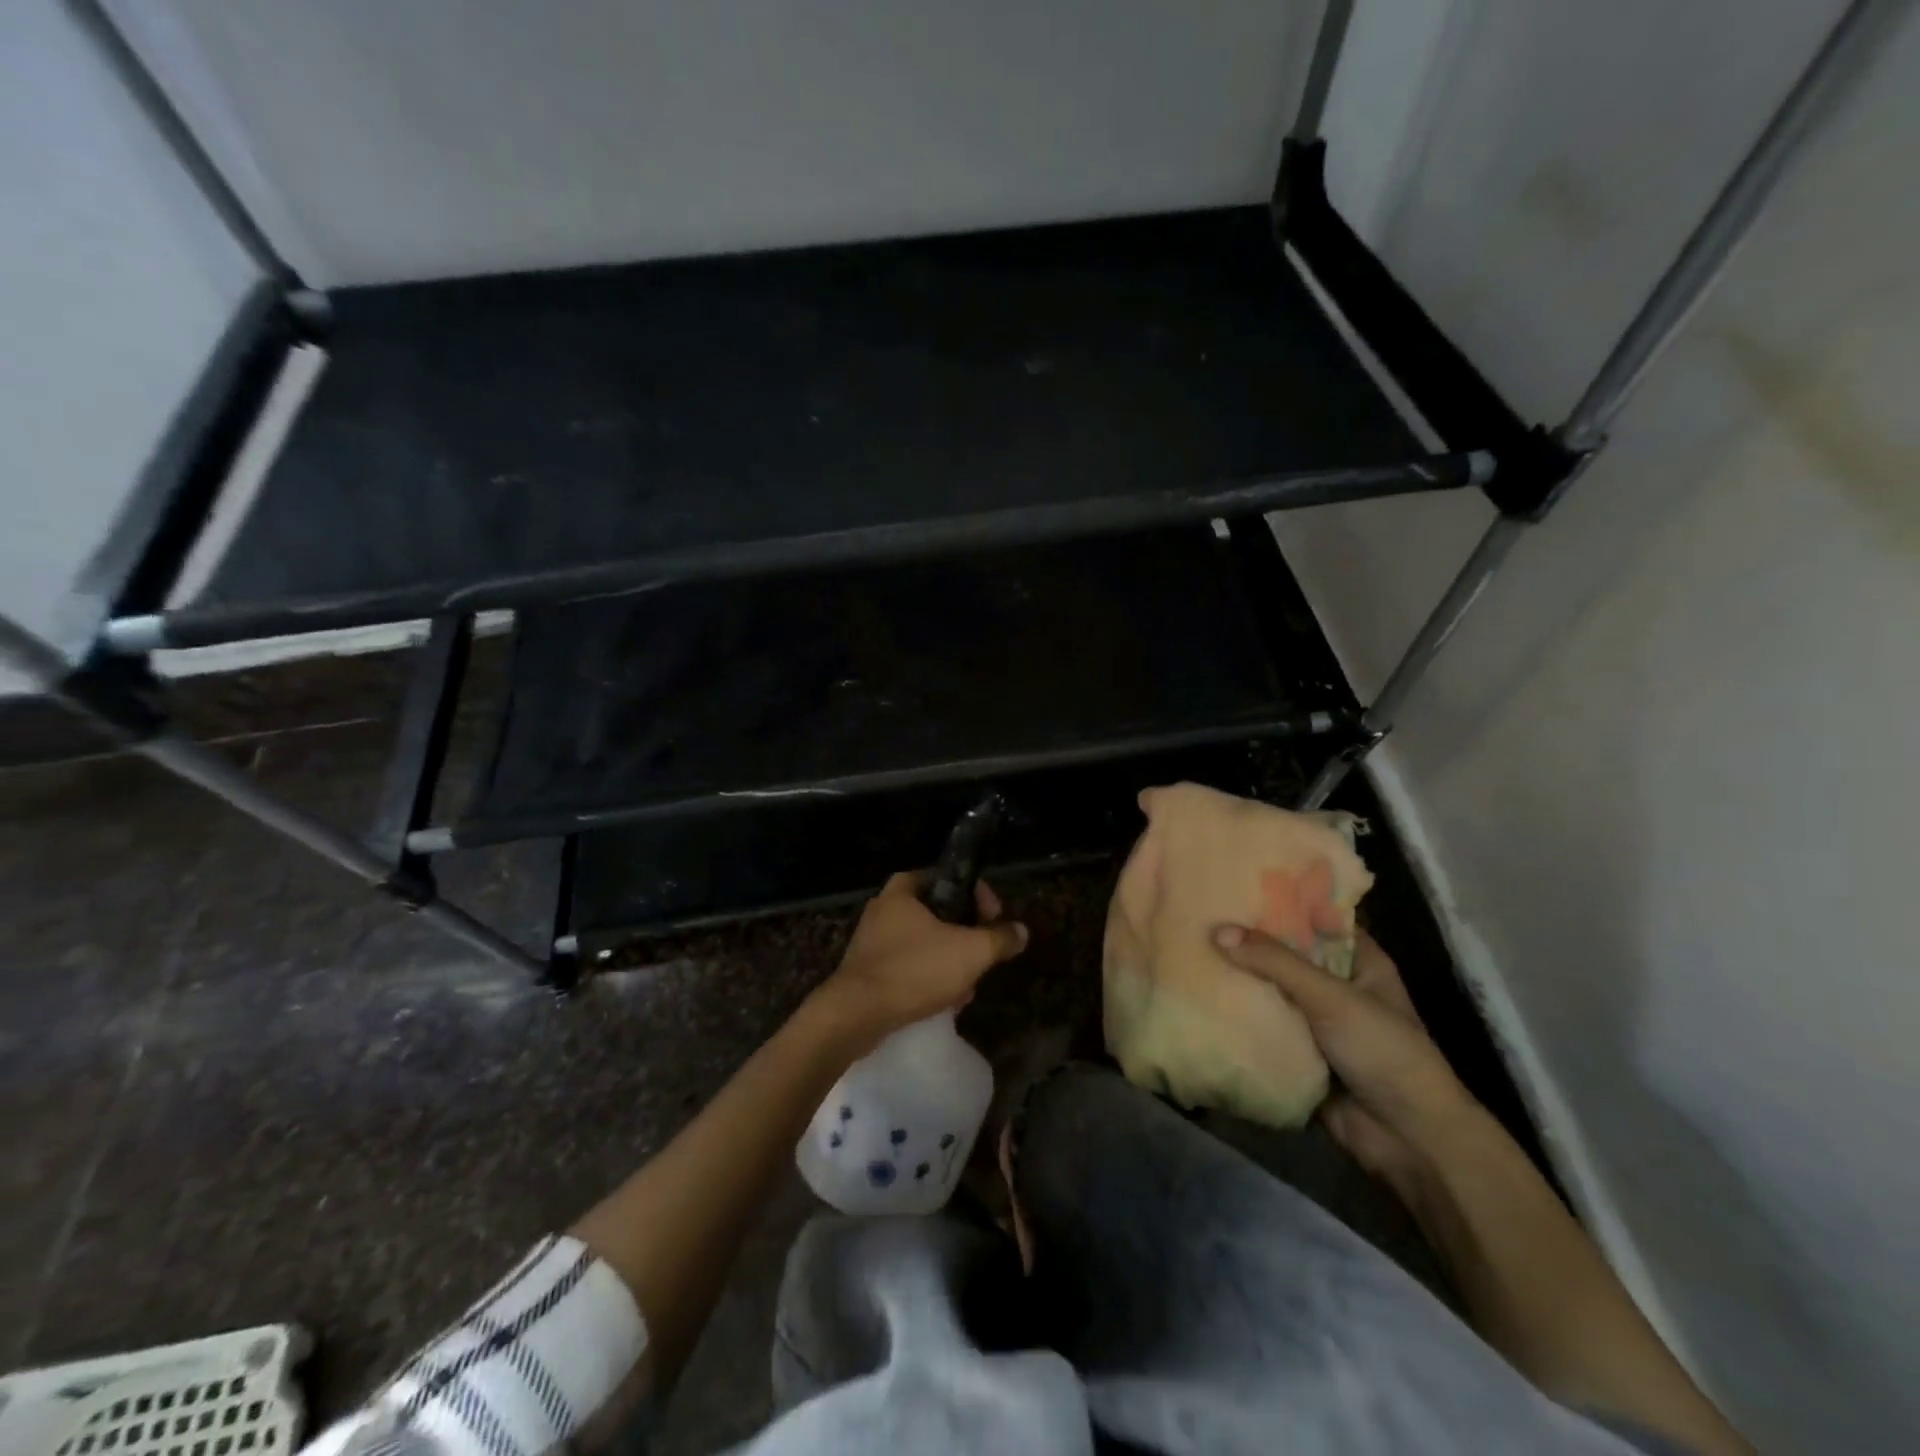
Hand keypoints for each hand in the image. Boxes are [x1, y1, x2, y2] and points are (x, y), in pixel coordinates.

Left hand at [817, 872, 1028, 1046]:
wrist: (856, 1015)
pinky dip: (927, 979)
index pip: (950, 877)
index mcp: (904, 889)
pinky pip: (908, 966)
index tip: (994, 920)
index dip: (979, 897)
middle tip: (983, 956)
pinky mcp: (867, 970)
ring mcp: (872, 940)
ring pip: (924, 943)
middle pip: (939, 913)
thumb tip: (1021, 931)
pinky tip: (943, 1002)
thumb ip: (1000, 938)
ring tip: (966, 987)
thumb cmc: (915, 970)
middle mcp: (884, 908)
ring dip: (949, 962)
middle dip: (966, 936)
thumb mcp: (971, 952)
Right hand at [1212, 925, 1479, 1202]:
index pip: (1317, 918)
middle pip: (1287, 954)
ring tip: (1189, 946)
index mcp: (1360, 962)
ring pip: (1271, 990)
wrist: (1407, 1139)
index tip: (1237, 880)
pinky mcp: (1298, 1052)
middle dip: (1249, 939)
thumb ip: (1277, 963)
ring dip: (1239, 977)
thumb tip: (1217, 931)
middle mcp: (1337, 986)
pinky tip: (1199, 994)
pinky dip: (1237, 1015)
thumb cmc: (1383, 1051)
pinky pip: (1262, 1025)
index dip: (1282, 899)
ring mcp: (1316, 1021)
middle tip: (1201, 912)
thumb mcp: (1333, 997)